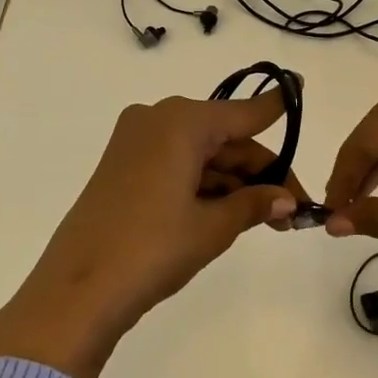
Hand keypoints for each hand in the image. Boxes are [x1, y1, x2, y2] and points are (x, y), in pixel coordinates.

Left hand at [0, 90, 305, 377]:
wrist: (76, 292)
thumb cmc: (152, 249)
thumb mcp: (211, 227)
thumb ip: (254, 204)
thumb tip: (288, 201)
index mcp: (181, 122)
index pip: (244, 112)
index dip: (276, 105)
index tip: (301, 85)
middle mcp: (157, 120)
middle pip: (224, 138)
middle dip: (261, 171)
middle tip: (294, 208)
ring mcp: (135, 143)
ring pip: (202, 154)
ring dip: (236, 183)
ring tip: (271, 221)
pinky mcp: (123, 167)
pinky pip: (177, 165)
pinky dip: (206, 185)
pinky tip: (232, 213)